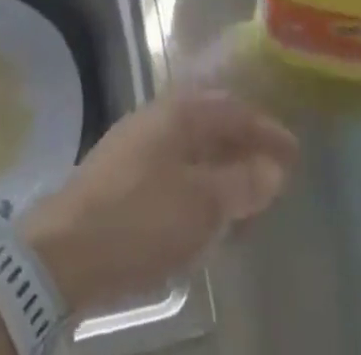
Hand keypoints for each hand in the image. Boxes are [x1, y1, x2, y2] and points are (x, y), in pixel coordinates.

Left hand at [20, 91, 297, 315]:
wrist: (65, 250)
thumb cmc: (140, 218)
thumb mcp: (202, 204)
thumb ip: (241, 183)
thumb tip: (273, 167)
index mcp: (178, 111)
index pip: (233, 109)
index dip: (266, 130)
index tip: (295, 152)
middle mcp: (158, 116)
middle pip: (211, 121)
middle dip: (244, 145)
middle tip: (274, 173)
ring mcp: (137, 143)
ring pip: (192, 146)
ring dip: (222, 167)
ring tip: (247, 198)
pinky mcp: (123, 174)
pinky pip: (175, 168)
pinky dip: (199, 184)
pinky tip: (206, 212)